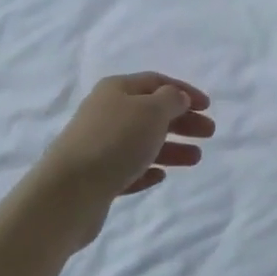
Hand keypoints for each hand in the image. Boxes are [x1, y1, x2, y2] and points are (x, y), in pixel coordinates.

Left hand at [36, 73, 213, 244]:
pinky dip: (147, 169)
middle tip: (209, 133)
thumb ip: (171, 100)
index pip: (157, 82)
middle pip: (151, 112)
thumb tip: (176, 98)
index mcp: (117, 89)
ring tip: (196, 159)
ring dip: (171, 147)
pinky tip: (161, 176)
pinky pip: (128, 168)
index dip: (184, 91)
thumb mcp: (151, 111)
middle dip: (182, 121)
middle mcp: (106, 112)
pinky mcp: (96, 177)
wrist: (67, 193)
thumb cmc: (115, 142)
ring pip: (142, 142)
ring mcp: (99, 145)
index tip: (208, 106)